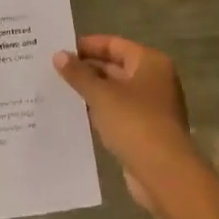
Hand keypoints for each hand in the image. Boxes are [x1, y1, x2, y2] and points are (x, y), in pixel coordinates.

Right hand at [54, 36, 195, 216]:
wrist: (165, 175)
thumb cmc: (135, 123)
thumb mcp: (101, 95)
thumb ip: (78, 74)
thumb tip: (58, 55)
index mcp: (150, 62)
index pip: (113, 44)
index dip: (86, 46)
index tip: (59, 49)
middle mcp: (154, 80)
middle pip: (115, 66)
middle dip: (86, 69)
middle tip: (53, 70)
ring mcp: (151, 107)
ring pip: (115, 91)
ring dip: (91, 92)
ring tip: (58, 90)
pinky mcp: (146, 131)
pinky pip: (118, 113)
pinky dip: (99, 111)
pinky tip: (75, 114)